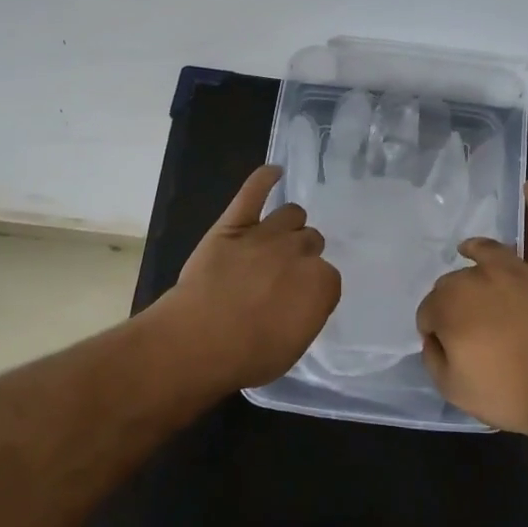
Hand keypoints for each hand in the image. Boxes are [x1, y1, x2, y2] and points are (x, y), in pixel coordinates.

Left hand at [163, 165, 340, 389]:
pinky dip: (264, 179)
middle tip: (283, 275)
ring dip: (289, 225)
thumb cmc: (248, 354)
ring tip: (278, 238)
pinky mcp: (234, 223)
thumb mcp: (293, 347)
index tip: (299, 300)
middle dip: (302, 255)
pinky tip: (273, 172)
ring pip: (291, 214)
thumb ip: (306, 314)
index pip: (329, 276)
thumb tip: (304, 300)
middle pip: (311, 241)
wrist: (198, 339)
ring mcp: (266, 233)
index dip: (313, 288)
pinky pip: (253, 192)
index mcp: (321, 283)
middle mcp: (299, 251)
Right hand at [415, 180, 527, 438]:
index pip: (430, 311)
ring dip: (476, 252)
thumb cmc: (508, 392)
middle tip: (471, 335)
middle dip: (456, 303)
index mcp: (450, 302)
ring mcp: (517, 270)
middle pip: (456, 283)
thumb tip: (436, 335)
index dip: (436, 332)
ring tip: (469, 250)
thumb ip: (433, 355)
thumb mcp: (451, 387)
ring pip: (488, 253)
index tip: (449, 351)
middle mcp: (478, 276)